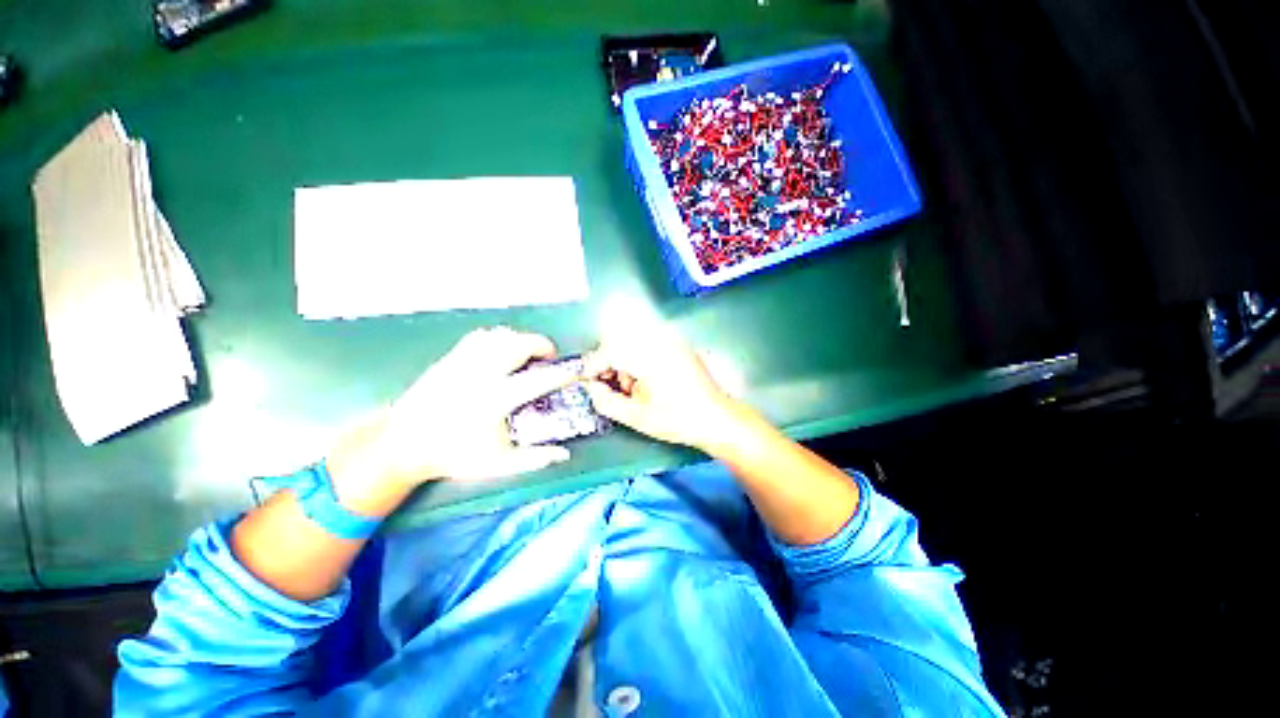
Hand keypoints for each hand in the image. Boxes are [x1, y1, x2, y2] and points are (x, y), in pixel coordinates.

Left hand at [327, 327, 575, 511]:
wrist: (402, 445)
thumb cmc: (453, 455)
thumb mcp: (497, 464)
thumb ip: (534, 459)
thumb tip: (564, 455)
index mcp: (495, 400)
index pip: (539, 379)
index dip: (562, 373)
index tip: (575, 371)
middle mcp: (480, 375)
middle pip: (519, 344)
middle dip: (542, 345)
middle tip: (549, 357)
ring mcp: (462, 363)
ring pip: (499, 335)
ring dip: (520, 340)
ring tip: (527, 353)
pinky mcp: (449, 358)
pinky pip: (480, 337)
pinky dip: (497, 339)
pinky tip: (500, 351)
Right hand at [583, 328, 741, 450]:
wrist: (716, 418)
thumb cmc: (677, 420)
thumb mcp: (637, 417)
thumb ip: (606, 402)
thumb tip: (591, 388)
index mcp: (648, 357)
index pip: (609, 350)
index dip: (593, 365)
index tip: (587, 381)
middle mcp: (659, 341)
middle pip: (620, 341)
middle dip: (610, 363)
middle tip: (610, 387)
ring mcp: (671, 341)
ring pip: (633, 342)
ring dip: (625, 361)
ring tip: (632, 388)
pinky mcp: (679, 345)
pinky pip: (649, 344)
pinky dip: (639, 358)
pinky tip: (647, 380)